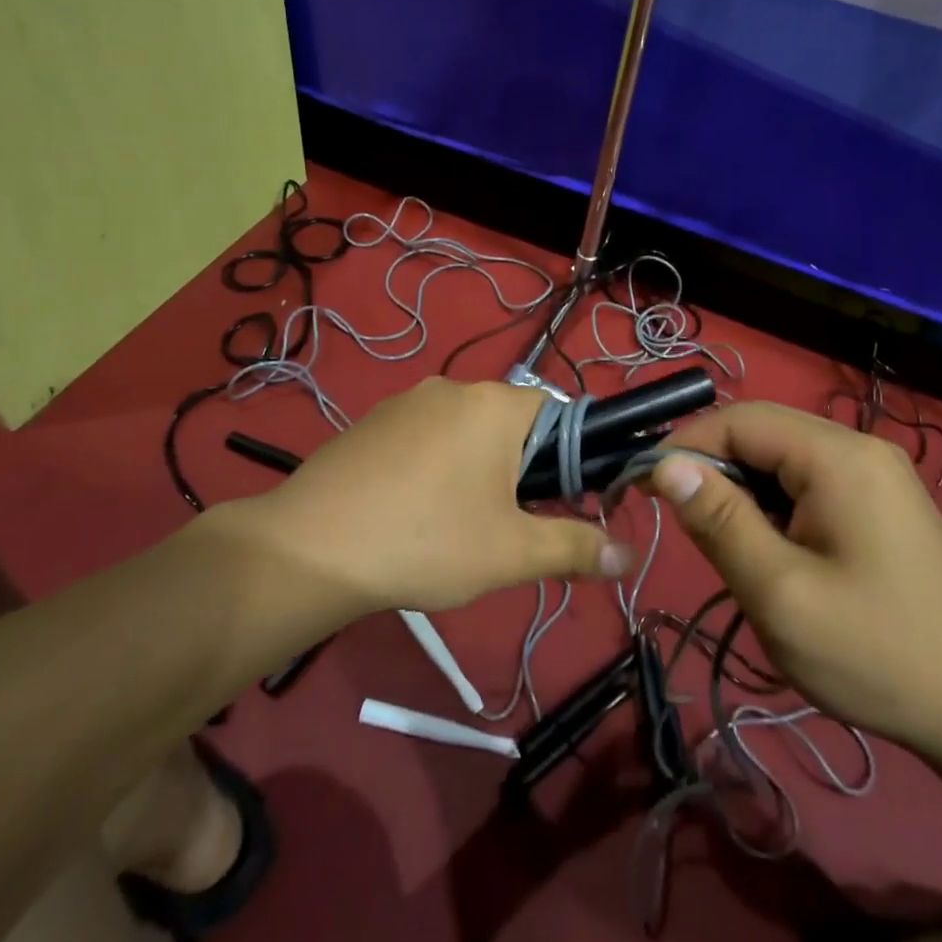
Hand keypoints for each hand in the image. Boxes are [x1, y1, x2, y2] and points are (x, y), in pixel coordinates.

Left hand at [210, 378, 633, 616]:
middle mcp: (453, 387)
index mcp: (496, 404)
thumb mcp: (512, 552)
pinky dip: (431, 466)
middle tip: (505, 524)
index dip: (566, 458)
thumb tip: (628, 554)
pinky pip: (422, 437)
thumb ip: (577, 547)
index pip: (558, 413)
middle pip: (509, 422)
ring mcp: (406, 401)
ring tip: (455, 525)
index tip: (555, 503)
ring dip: (474, 468)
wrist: (312, 547)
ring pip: (463, 431)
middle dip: (518, 468)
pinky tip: (410, 511)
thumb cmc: (428, 541)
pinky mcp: (370, 421)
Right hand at [651, 403, 941, 757]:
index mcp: (838, 456)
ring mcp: (877, 475)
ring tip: (734, 552)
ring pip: (783, 462)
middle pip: (763, 434)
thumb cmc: (878, 655)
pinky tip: (777, 556)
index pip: (740, 419)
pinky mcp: (883, 504)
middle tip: (686, 529)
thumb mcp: (781, 594)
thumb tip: (665, 465)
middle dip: (715, 471)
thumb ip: (718, 522)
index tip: (644, 488)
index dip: (685, 445)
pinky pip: (810, 485)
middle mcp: (860, 448)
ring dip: (745, 495)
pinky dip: (776, 509)